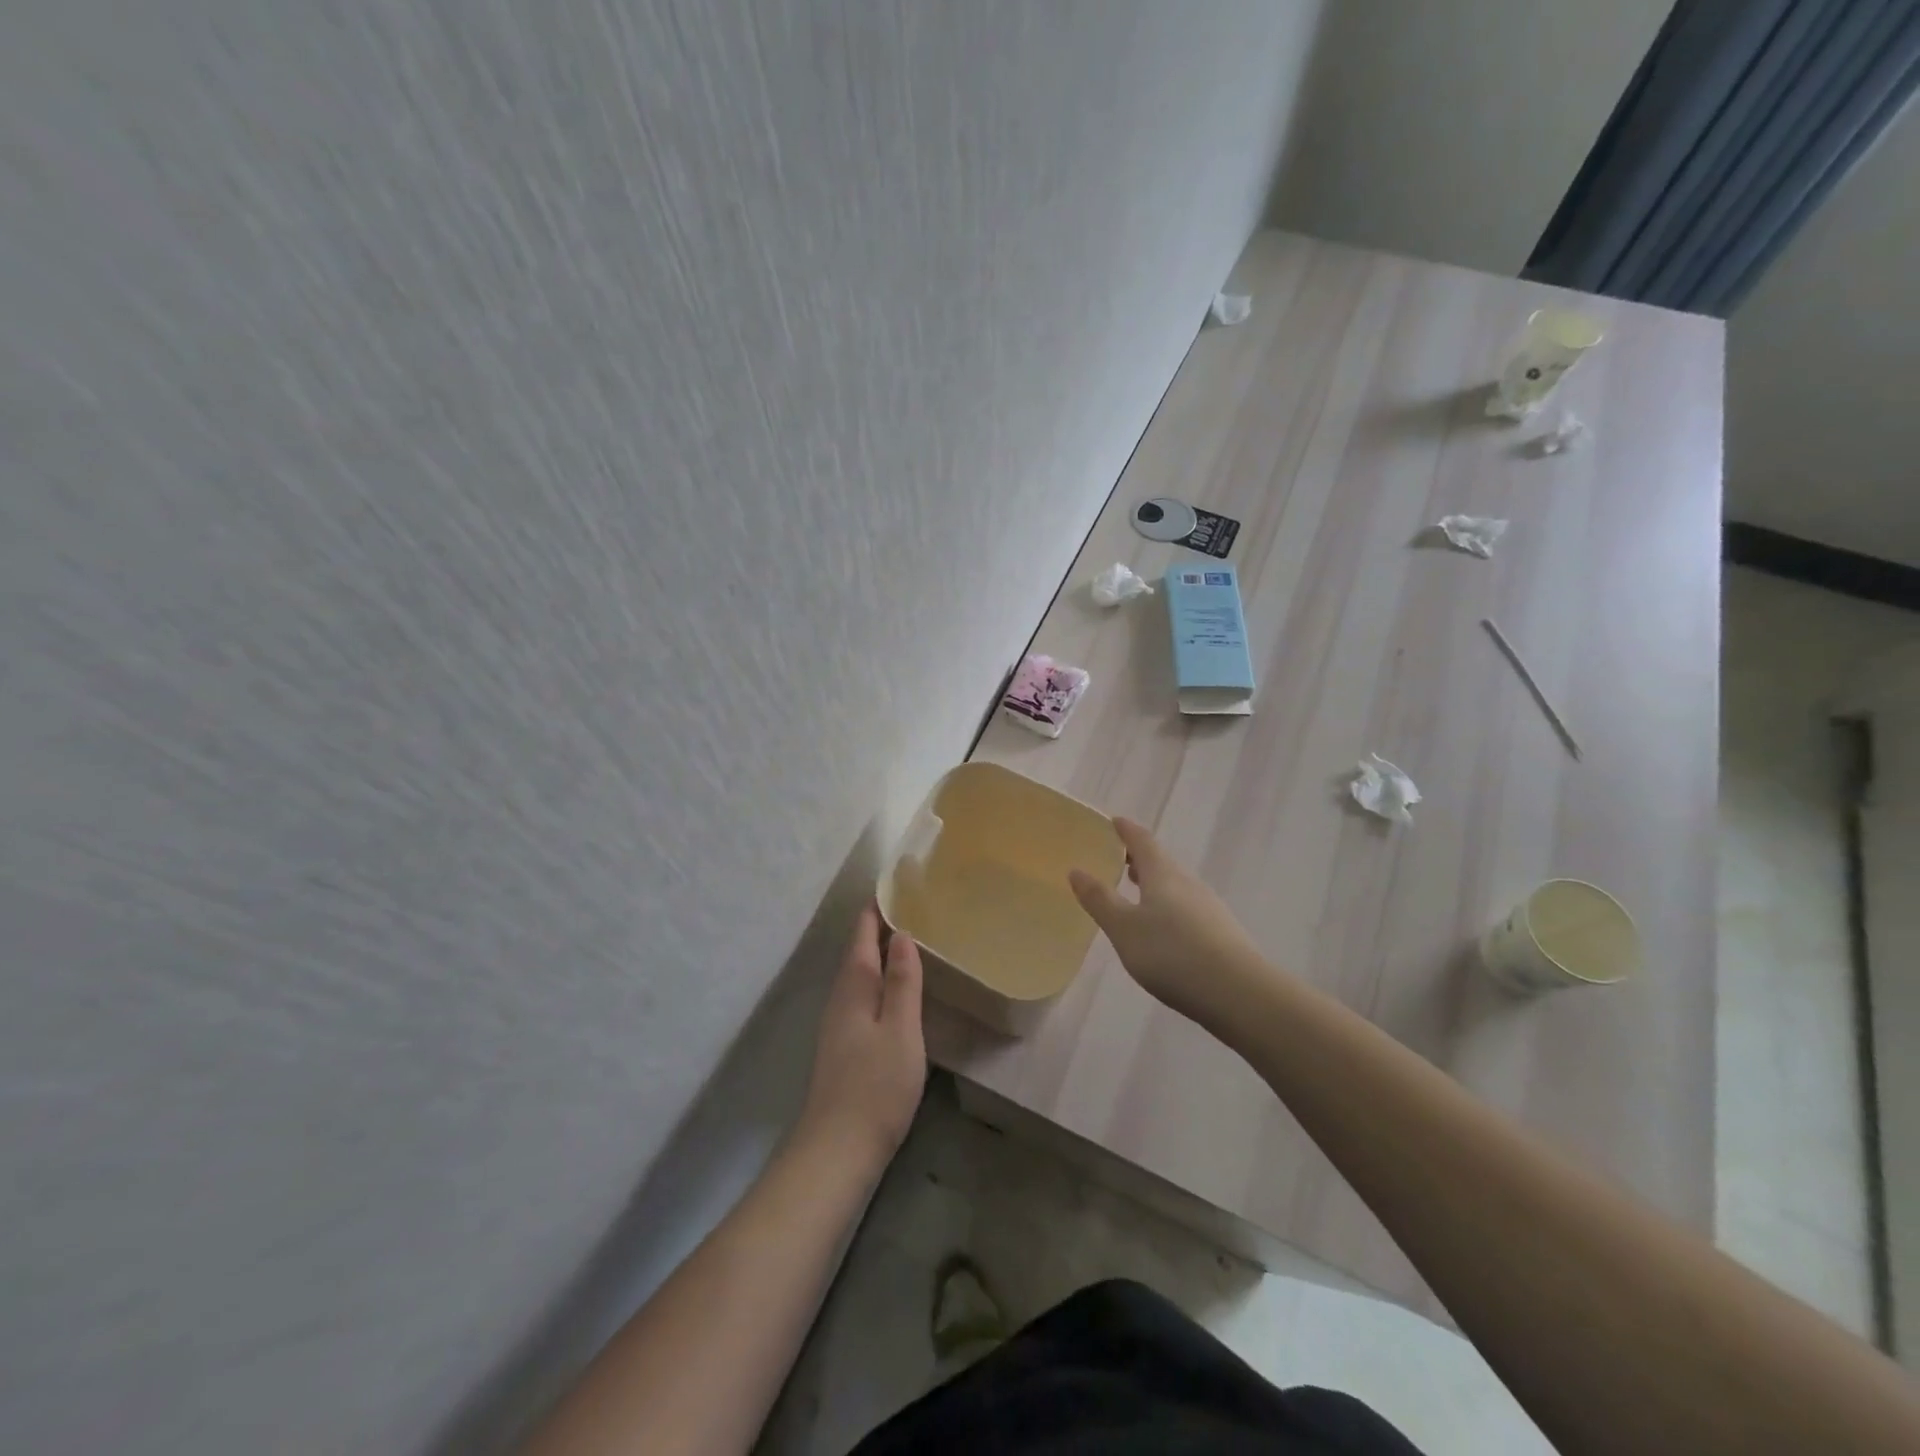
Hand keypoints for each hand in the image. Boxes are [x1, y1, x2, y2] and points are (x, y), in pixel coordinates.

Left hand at [797, 903, 925, 1169]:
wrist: (837, 1150)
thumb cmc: (876, 1086)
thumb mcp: (901, 1030)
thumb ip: (903, 982)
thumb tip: (902, 935)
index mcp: (853, 985)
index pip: (862, 932)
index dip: (878, 906)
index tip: (900, 884)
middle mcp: (840, 997)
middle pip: (858, 950)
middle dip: (881, 926)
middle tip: (916, 906)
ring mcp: (838, 1022)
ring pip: (859, 973)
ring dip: (880, 953)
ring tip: (912, 939)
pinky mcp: (843, 1044)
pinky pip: (862, 994)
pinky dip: (880, 979)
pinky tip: (897, 989)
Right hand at [1068, 817, 1270, 1026]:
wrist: (1238, 993)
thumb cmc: (1171, 954)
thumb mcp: (1124, 928)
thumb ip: (1099, 899)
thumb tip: (1076, 870)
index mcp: (1162, 875)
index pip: (1142, 841)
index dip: (1126, 830)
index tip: (1114, 821)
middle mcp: (1188, 883)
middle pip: (1162, 862)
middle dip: (1139, 858)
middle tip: (1119, 858)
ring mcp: (1209, 907)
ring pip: (1176, 885)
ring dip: (1154, 883)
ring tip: (1136, 891)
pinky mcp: (1220, 932)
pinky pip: (1187, 907)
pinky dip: (1169, 906)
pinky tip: (1163, 928)